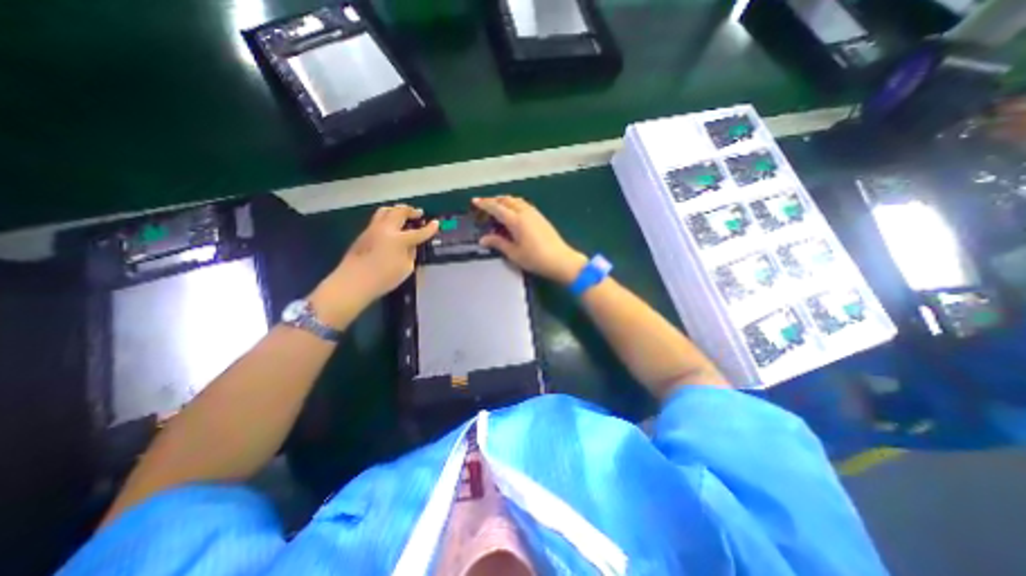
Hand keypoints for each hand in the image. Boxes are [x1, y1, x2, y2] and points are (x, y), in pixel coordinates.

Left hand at [312, 203, 440, 322]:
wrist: (353, 282)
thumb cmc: (383, 278)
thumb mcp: (406, 268)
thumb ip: (411, 253)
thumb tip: (412, 245)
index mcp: (399, 239)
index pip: (419, 232)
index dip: (430, 228)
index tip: (436, 223)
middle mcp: (386, 229)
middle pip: (399, 212)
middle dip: (411, 211)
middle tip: (419, 213)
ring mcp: (372, 229)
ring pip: (385, 211)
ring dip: (397, 210)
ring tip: (404, 214)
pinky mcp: (364, 233)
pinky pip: (378, 219)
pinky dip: (388, 217)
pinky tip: (391, 226)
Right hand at [471, 195, 584, 282]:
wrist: (561, 260)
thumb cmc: (536, 259)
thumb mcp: (514, 253)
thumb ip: (498, 243)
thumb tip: (483, 239)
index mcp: (516, 220)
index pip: (497, 207)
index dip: (484, 204)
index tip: (475, 201)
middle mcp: (525, 213)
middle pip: (507, 200)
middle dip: (494, 200)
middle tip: (485, 206)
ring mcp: (535, 214)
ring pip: (516, 201)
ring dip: (505, 201)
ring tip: (497, 208)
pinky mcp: (541, 217)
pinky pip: (524, 205)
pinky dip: (514, 205)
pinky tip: (513, 214)